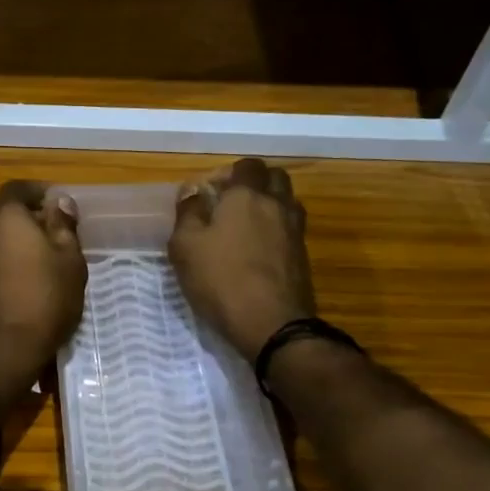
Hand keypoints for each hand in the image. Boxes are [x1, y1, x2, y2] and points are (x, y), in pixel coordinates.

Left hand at [0, 181, 86, 394]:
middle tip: (48, 244)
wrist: (0, 354)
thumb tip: (58, 201)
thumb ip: (63, 226)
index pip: (17, 189)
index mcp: (5, 219)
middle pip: (1, 219)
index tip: (53, 203)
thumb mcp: (70, 263)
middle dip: (23, 225)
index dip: (36, 192)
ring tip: (29, 274)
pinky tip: (9, 297)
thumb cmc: (44, 303)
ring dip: (6, 252)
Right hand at [169, 158, 313, 360]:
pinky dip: (276, 232)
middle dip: (254, 184)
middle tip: (231, 205)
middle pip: (274, 178)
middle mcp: (277, 205)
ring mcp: (295, 231)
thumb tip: (192, 193)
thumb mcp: (185, 247)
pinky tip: (257, 253)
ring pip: (286, 203)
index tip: (210, 193)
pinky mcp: (303, 257)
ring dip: (268, 207)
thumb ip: (188, 214)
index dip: (228, 173)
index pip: (246, 166)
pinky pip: (290, 230)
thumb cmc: (221, 280)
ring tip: (244, 229)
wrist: (272, 324)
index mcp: (247, 196)